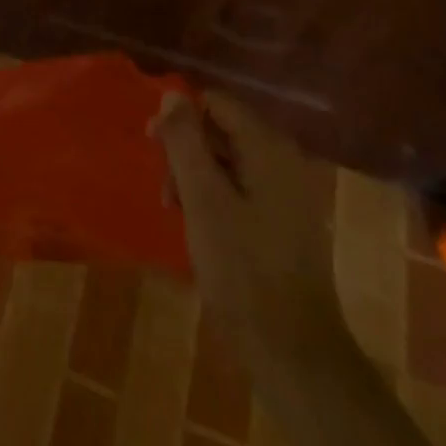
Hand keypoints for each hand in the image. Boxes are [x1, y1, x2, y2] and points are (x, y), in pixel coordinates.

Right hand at [153, 90, 340, 372]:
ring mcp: (288, 191)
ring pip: (228, 160)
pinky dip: (216, 197)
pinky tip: (201, 228)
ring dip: (197, 177)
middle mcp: (283, 159)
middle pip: (221, 129)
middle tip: (166, 191)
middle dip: (186, 152)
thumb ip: (185, 141)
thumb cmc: (242, 269)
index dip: (179, 117)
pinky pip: (242, 187)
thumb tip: (172, 94)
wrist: (293, 352)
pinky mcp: (286, 220)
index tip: (152, 148)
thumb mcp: (202, 199)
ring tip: (178, 212)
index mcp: (268, 147)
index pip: (215, 103)